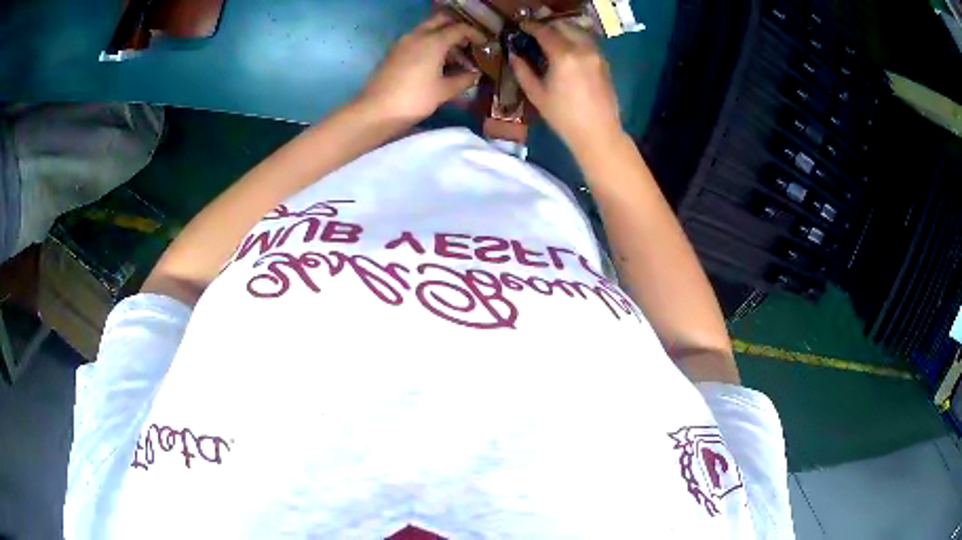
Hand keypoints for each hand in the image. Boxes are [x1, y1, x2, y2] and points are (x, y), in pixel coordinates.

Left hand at [358, 12, 485, 123]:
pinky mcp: (393, 53)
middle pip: (440, 21)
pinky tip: (435, 63)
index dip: (475, 34)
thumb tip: (475, 74)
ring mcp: (402, 43)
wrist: (376, 111)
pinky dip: (428, 44)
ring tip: (453, 57)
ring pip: (427, 29)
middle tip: (467, 43)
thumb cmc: (414, 99)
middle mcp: (417, 35)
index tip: (485, 44)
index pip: (460, 28)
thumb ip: (464, 79)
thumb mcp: (444, 91)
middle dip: (456, 28)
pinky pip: (416, 40)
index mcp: (433, 41)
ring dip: (441, 37)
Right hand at [510, 20, 623, 152]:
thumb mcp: (536, 94)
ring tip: (551, 38)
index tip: (521, 26)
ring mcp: (596, 55)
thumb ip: (522, 71)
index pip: (544, 31)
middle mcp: (582, 49)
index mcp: (563, 56)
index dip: (531, 26)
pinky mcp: (604, 62)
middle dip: (548, 26)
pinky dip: (575, 39)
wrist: (598, 132)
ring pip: (578, 32)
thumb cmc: (563, 117)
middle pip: (563, 26)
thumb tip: (514, 55)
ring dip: (563, 30)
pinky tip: (567, 50)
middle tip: (535, 32)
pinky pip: (588, 42)